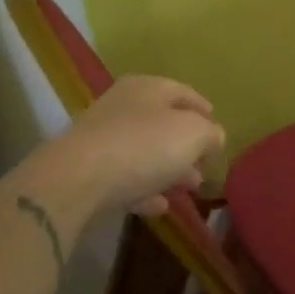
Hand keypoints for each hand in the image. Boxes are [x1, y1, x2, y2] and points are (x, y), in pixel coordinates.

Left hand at [56, 75, 225, 216]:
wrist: (76, 180)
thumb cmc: (143, 146)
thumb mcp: (193, 134)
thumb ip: (210, 133)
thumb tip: (214, 136)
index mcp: (148, 87)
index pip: (184, 92)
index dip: (204, 110)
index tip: (218, 130)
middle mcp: (123, 106)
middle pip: (163, 123)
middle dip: (188, 146)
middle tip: (205, 165)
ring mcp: (102, 138)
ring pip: (145, 152)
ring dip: (169, 169)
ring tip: (189, 188)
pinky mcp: (88, 170)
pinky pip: (125, 177)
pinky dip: (145, 189)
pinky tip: (160, 206)